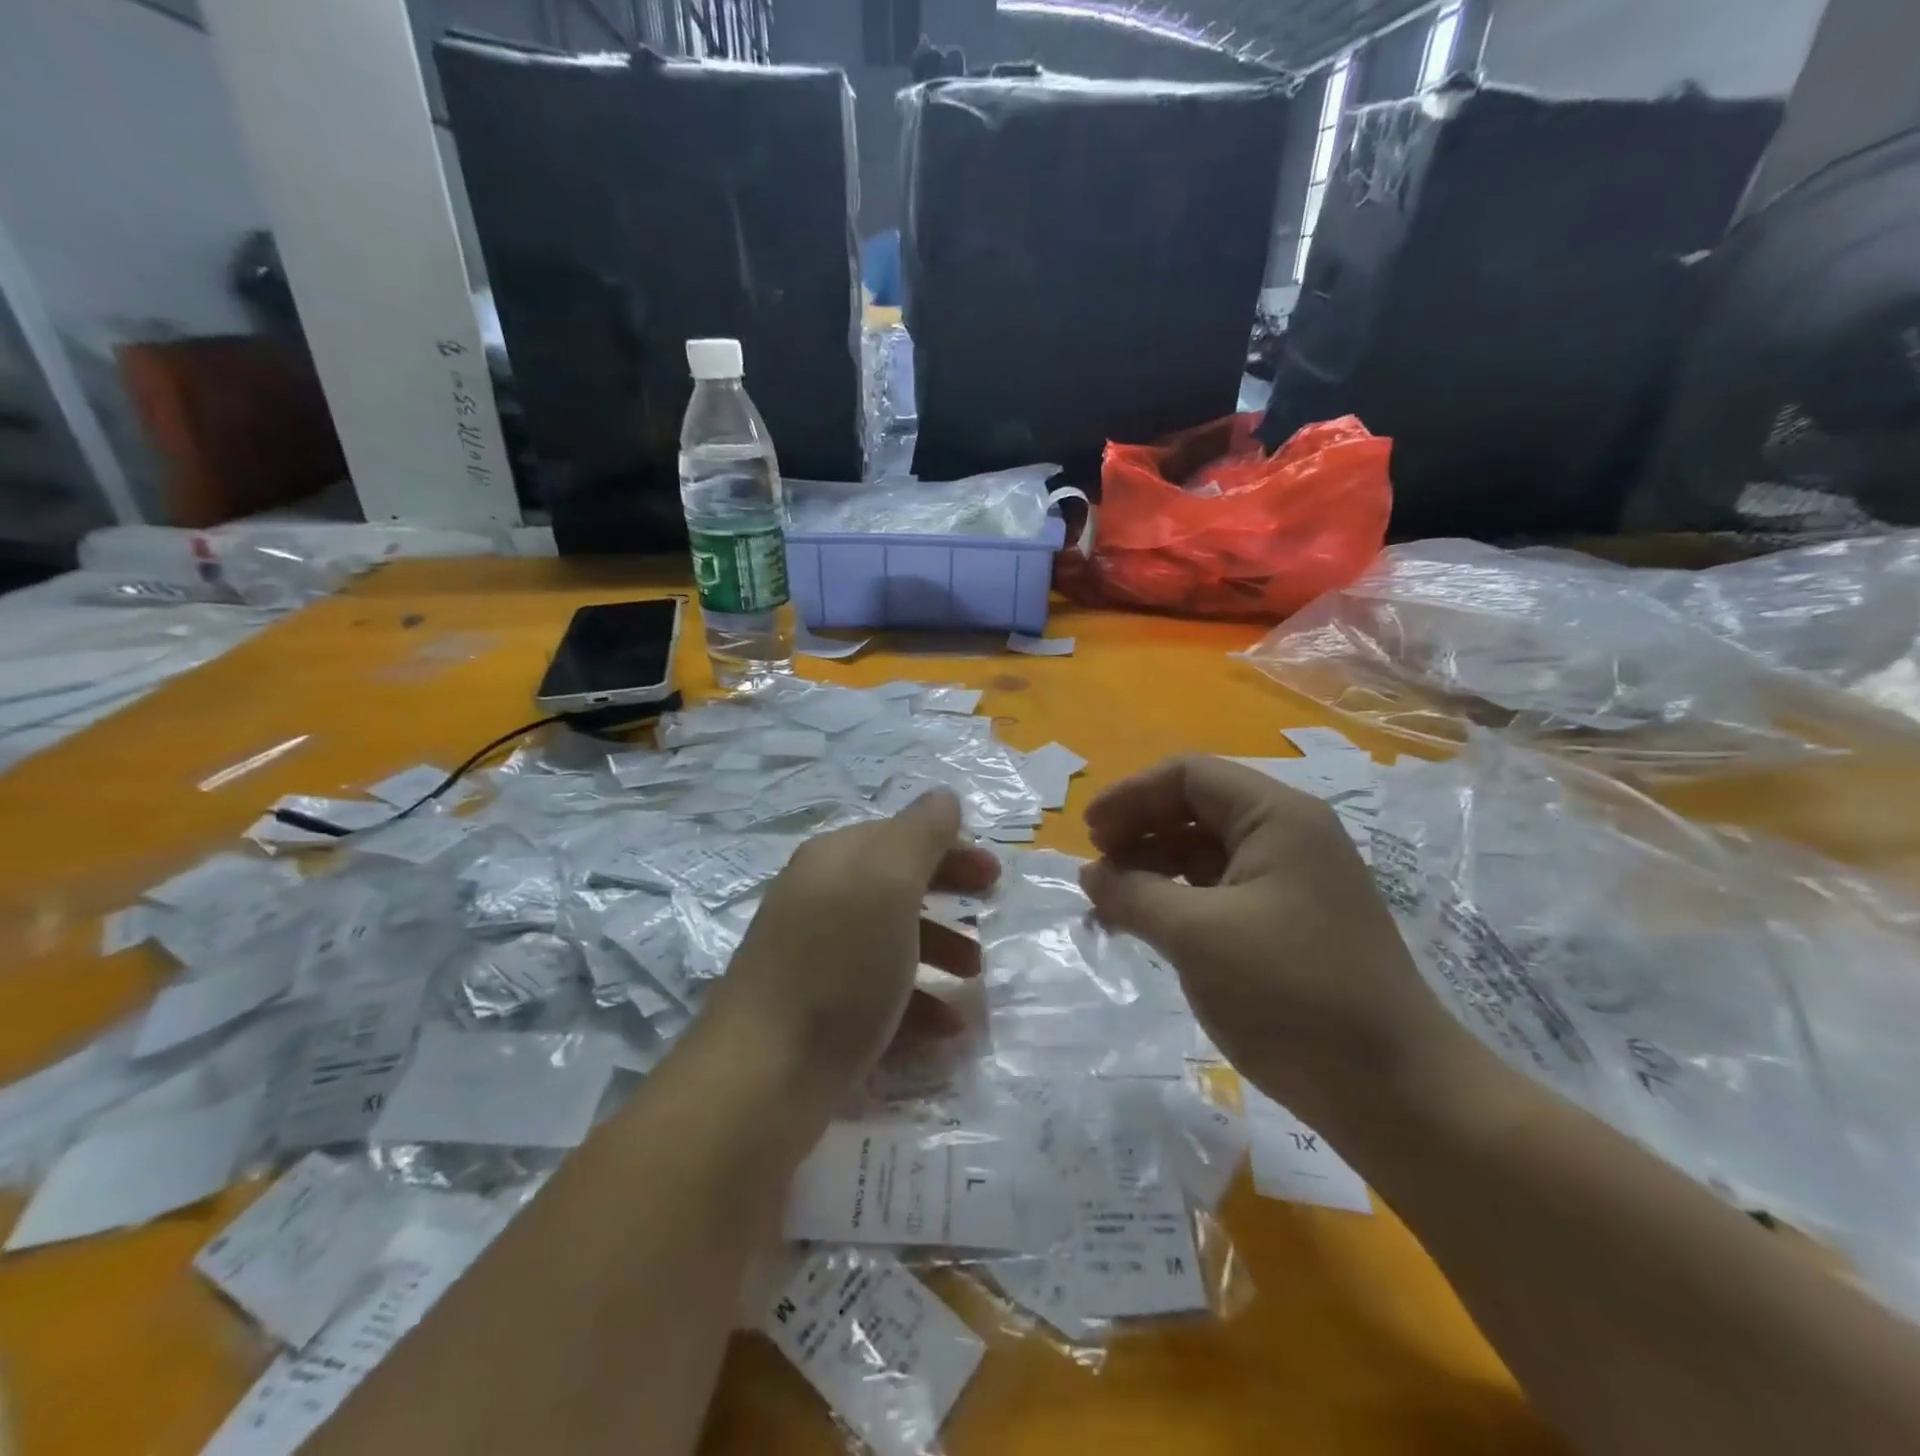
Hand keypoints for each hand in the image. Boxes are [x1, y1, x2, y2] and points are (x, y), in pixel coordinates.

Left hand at [705, 790, 999, 1112]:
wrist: (761, 1077)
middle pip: (896, 885)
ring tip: (974, 983)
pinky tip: (944, 1031)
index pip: (901, 836)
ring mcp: (813, 956)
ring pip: (890, 940)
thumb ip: (921, 833)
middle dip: (947, 898)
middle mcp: (819, 898)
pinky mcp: (815, 1009)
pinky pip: (877, 991)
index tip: (995, 878)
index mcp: (834, 859)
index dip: (951, 849)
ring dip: (939, 953)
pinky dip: (916, 1003)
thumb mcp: (889, 883)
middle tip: (990, 920)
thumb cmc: (838, 967)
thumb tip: (943, 797)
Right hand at [1081, 754, 1457, 1128]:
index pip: (1189, 775)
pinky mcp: (1290, 924)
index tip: (1087, 832)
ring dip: (1154, 868)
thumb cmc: (1291, 992)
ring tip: (1111, 903)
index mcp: (1278, 817)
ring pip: (1206, 853)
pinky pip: (1221, 892)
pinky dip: (1179, 901)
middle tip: (1096, 869)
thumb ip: (1134, 893)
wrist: (1394, 1090)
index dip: (1131, 795)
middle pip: (1197, 809)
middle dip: (1139, 831)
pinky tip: (1149, 927)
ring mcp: (1293, 882)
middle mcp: (1289, 836)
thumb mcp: (1196, 935)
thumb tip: (1090, 875)